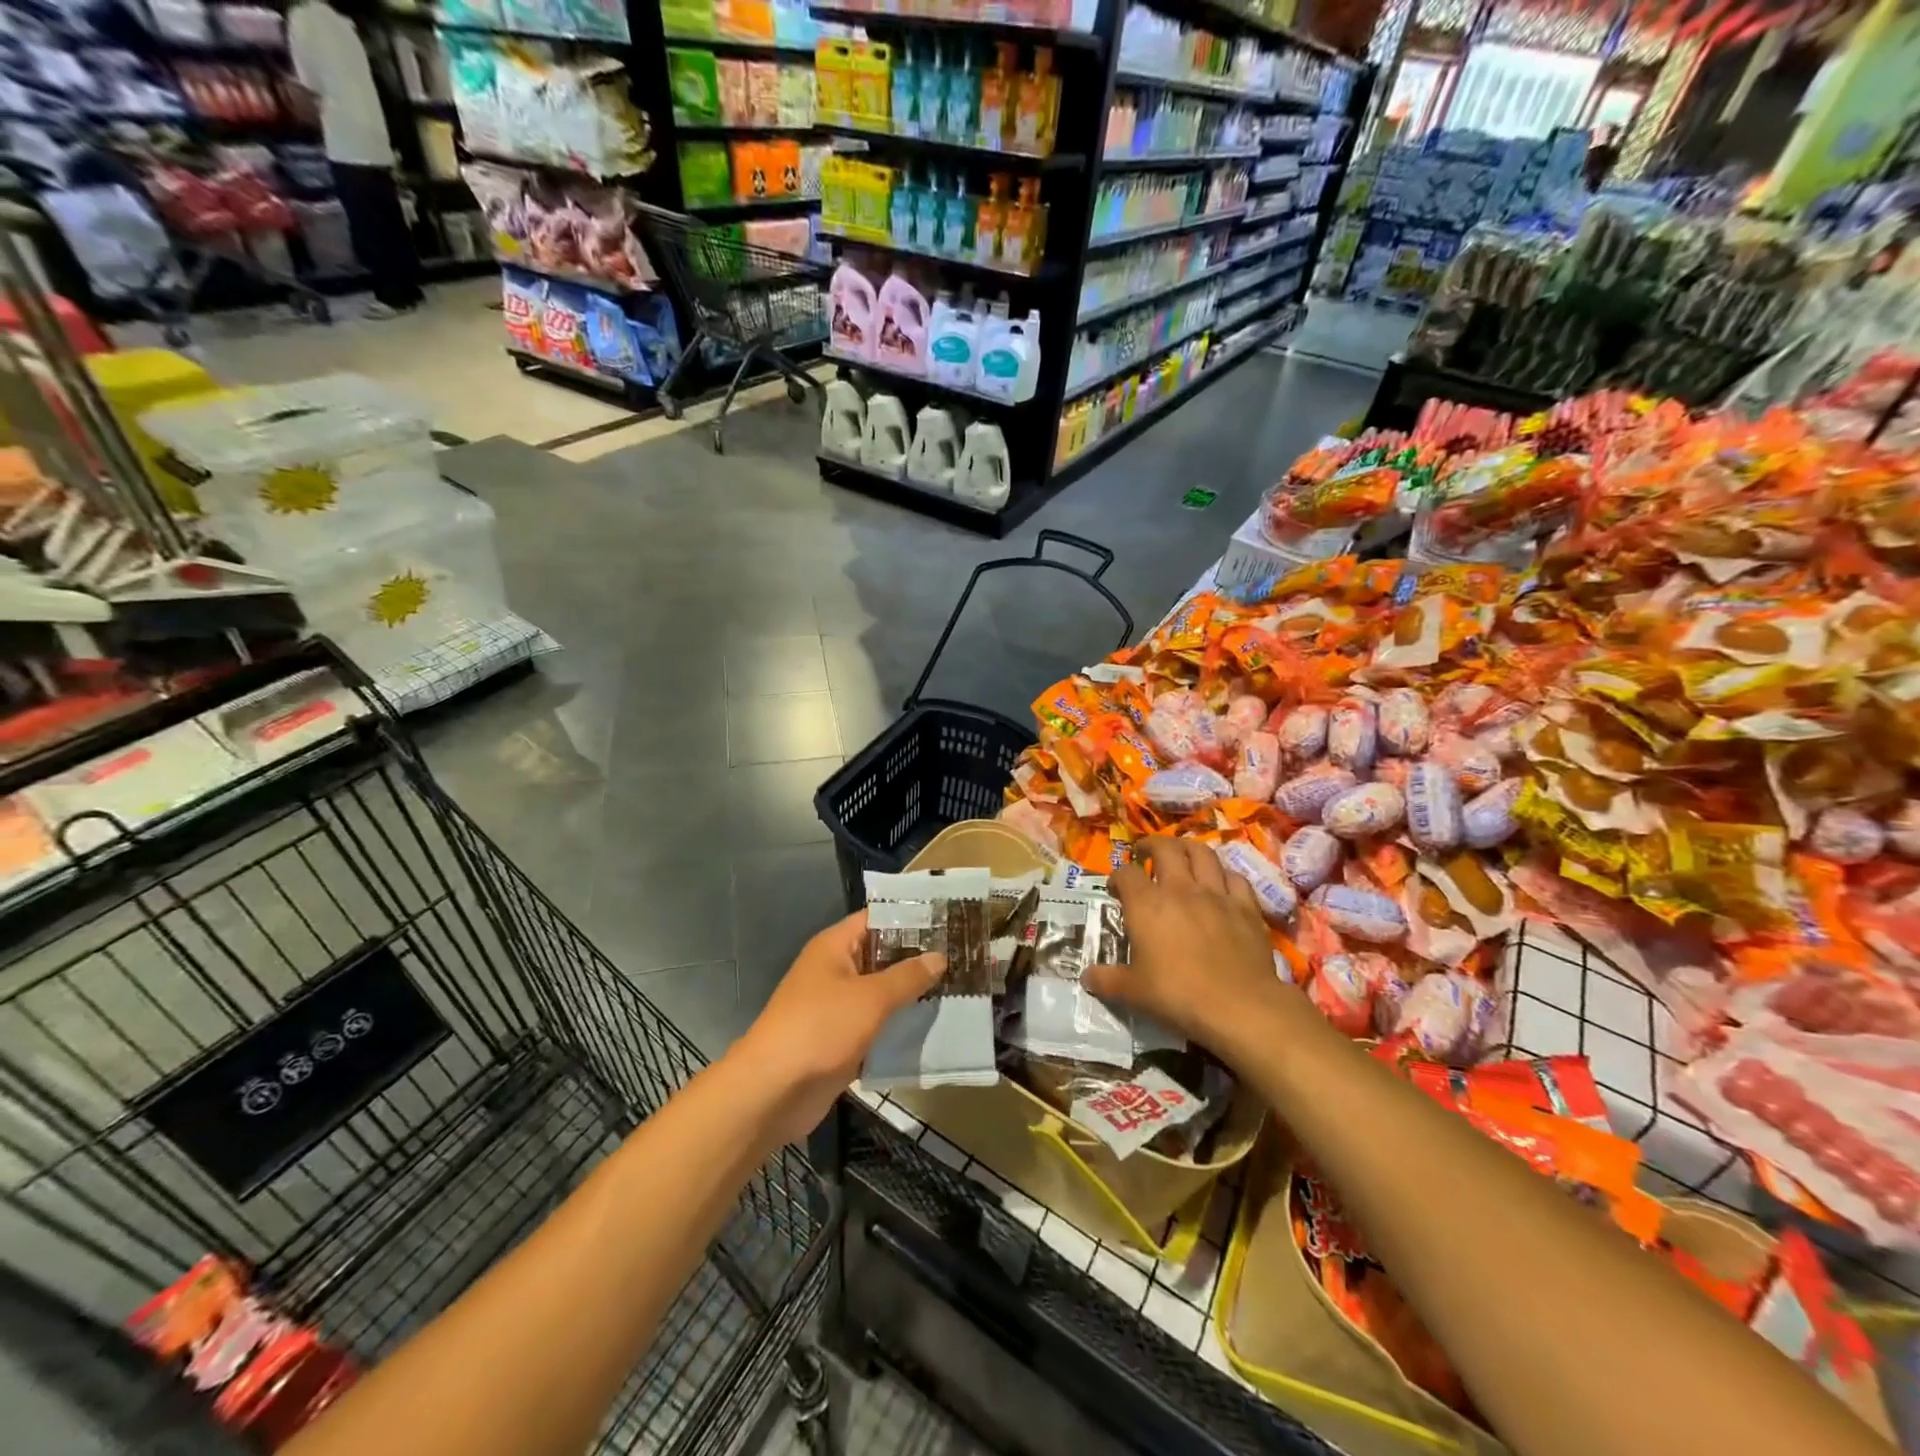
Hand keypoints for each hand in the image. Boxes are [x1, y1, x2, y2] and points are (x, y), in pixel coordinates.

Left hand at [735, 911, 943, 1143]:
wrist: (772, 1091)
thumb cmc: (820, 1028)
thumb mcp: (871, 998)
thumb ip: (907, 977)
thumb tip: (939, 956)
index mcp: (834, 946)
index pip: (877, 919)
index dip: (911, 918)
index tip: (949, 921)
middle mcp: (834, 970)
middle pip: (881, 955)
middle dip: (917, 958)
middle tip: (962, 956)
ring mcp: (836, 1006)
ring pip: (881, 993)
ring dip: (911, 994)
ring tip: (958, 989)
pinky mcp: (840, 1040)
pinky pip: (876, 1024)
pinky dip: (898, 1025)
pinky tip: (933, 1026)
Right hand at [1086, 836, 1280, 1055]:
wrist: (1239, 1007)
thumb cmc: (1178, 995)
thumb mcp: (1133, 992)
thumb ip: (1106, 980)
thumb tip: (1086, 978)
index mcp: (1147, 904)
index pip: (1126, 873)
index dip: (1117, 877)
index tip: (1115, 889)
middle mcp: (1180, 888)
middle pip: (1165, 848)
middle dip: (1151, 845)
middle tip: (1145, 854)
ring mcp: (1217, 894)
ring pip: (1202, 853)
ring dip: (1188, 849)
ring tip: (1181, 855)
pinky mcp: (1246, 907)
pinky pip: (1235, 878)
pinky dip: (1224, 875)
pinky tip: (1220, 883)